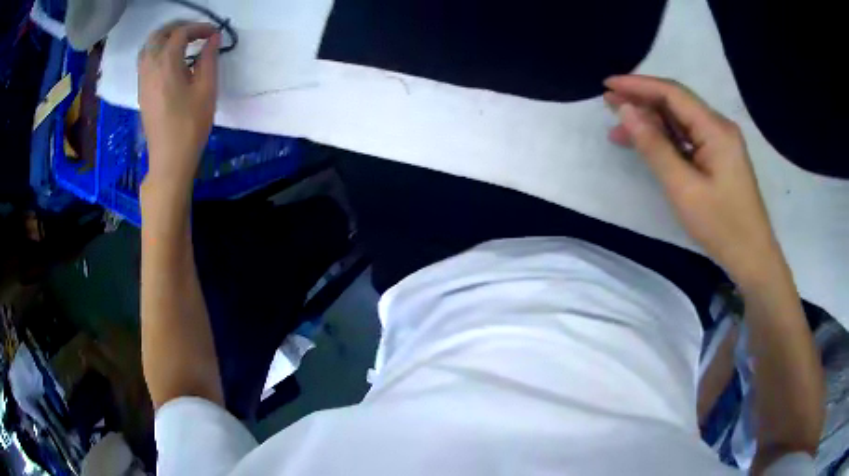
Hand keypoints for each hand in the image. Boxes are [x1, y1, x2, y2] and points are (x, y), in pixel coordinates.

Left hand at [138, 21, 219, 195]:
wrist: (169, 158)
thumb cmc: (190, 124)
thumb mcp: (207, 89)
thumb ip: (209, 59)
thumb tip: (212, 39)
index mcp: (167, 64)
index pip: (180, 33)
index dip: (199, 27)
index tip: (213, 34)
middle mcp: (150, 68)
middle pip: (158, 35)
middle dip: (178, 28)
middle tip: (195, 33)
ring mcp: (143, 80)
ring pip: (148, 47)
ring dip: (165, 39)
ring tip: (182, 43)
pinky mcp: (142, 92)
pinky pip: (145, 61)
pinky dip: (157, 52)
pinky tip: (170, 61)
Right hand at [604, 75, 782, 285]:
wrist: (752, 257)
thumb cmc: (721, 226)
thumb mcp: (683, 188)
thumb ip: (654, 146)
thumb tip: (626, 110)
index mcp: (715, 128)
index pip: (672, 93)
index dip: (638, 85)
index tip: (607, 85)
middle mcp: (719, 127)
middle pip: (676, 103)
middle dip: (642, 100)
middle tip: (608, 103)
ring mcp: (720, 142)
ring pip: (680, 121)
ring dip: (651, 121)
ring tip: (619, 128)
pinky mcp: (718, 157)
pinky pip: (688, 138)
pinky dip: (665, 139)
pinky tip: (646, 144)